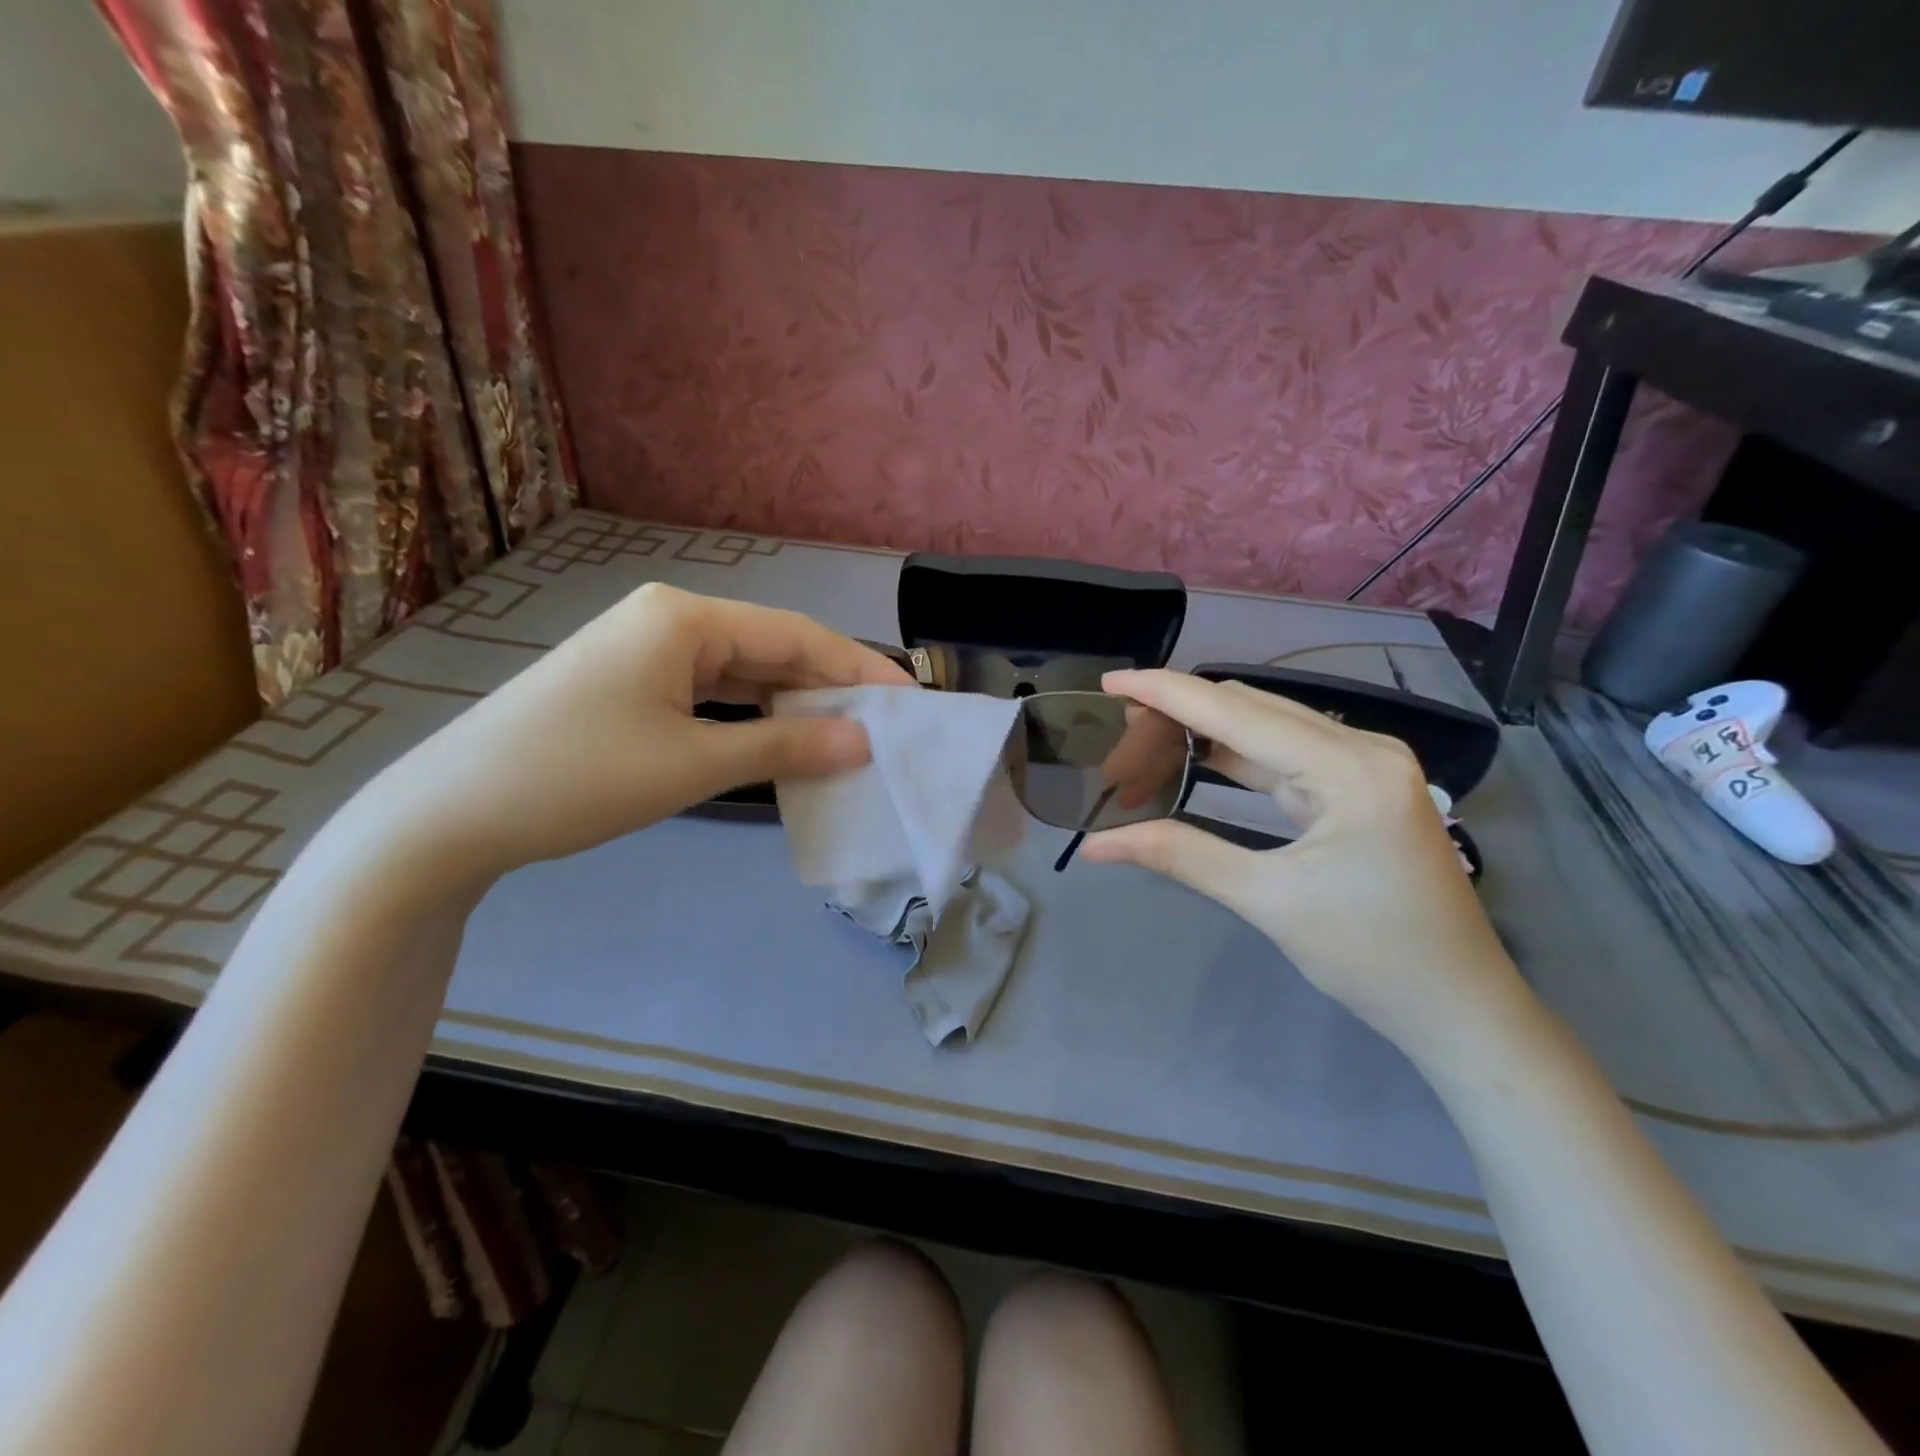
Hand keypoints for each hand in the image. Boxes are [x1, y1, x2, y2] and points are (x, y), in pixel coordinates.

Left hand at [356, 585, 910, 882]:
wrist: (452, 813)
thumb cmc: (578, 778)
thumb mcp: (693, 763)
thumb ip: (786, 744)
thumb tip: (864, 740)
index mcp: (685, 618)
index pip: (796, 635)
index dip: (858, 667)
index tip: (911, 699)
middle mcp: (669, 619)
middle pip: (771, 647)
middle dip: (830, 685)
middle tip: (886, 724)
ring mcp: (646, 649)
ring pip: (743, 671)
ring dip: (793, 703)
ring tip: (848, 734)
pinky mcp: (632, 682)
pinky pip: (712, 691)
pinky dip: (752, 715)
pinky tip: (784, 737)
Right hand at [1081, 670, 1525, 1053]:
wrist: (1460, 1007)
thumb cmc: (1372, 957)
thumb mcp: (1268, 902)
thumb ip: (1180, 855)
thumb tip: (1095, 845)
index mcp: (1349, 768)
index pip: (1237, 712)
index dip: (1167, 693)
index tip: (1109, 683)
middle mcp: (1363, 748)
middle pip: (1251, 708)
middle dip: (1179, 716)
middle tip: (1118, 740)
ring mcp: (1366, 766)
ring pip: (1266, 728)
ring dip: (1203, 734)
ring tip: (1142, 747)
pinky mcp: (1360, 788)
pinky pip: (1284, 756)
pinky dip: (1233, 757)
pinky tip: (1193, 761)